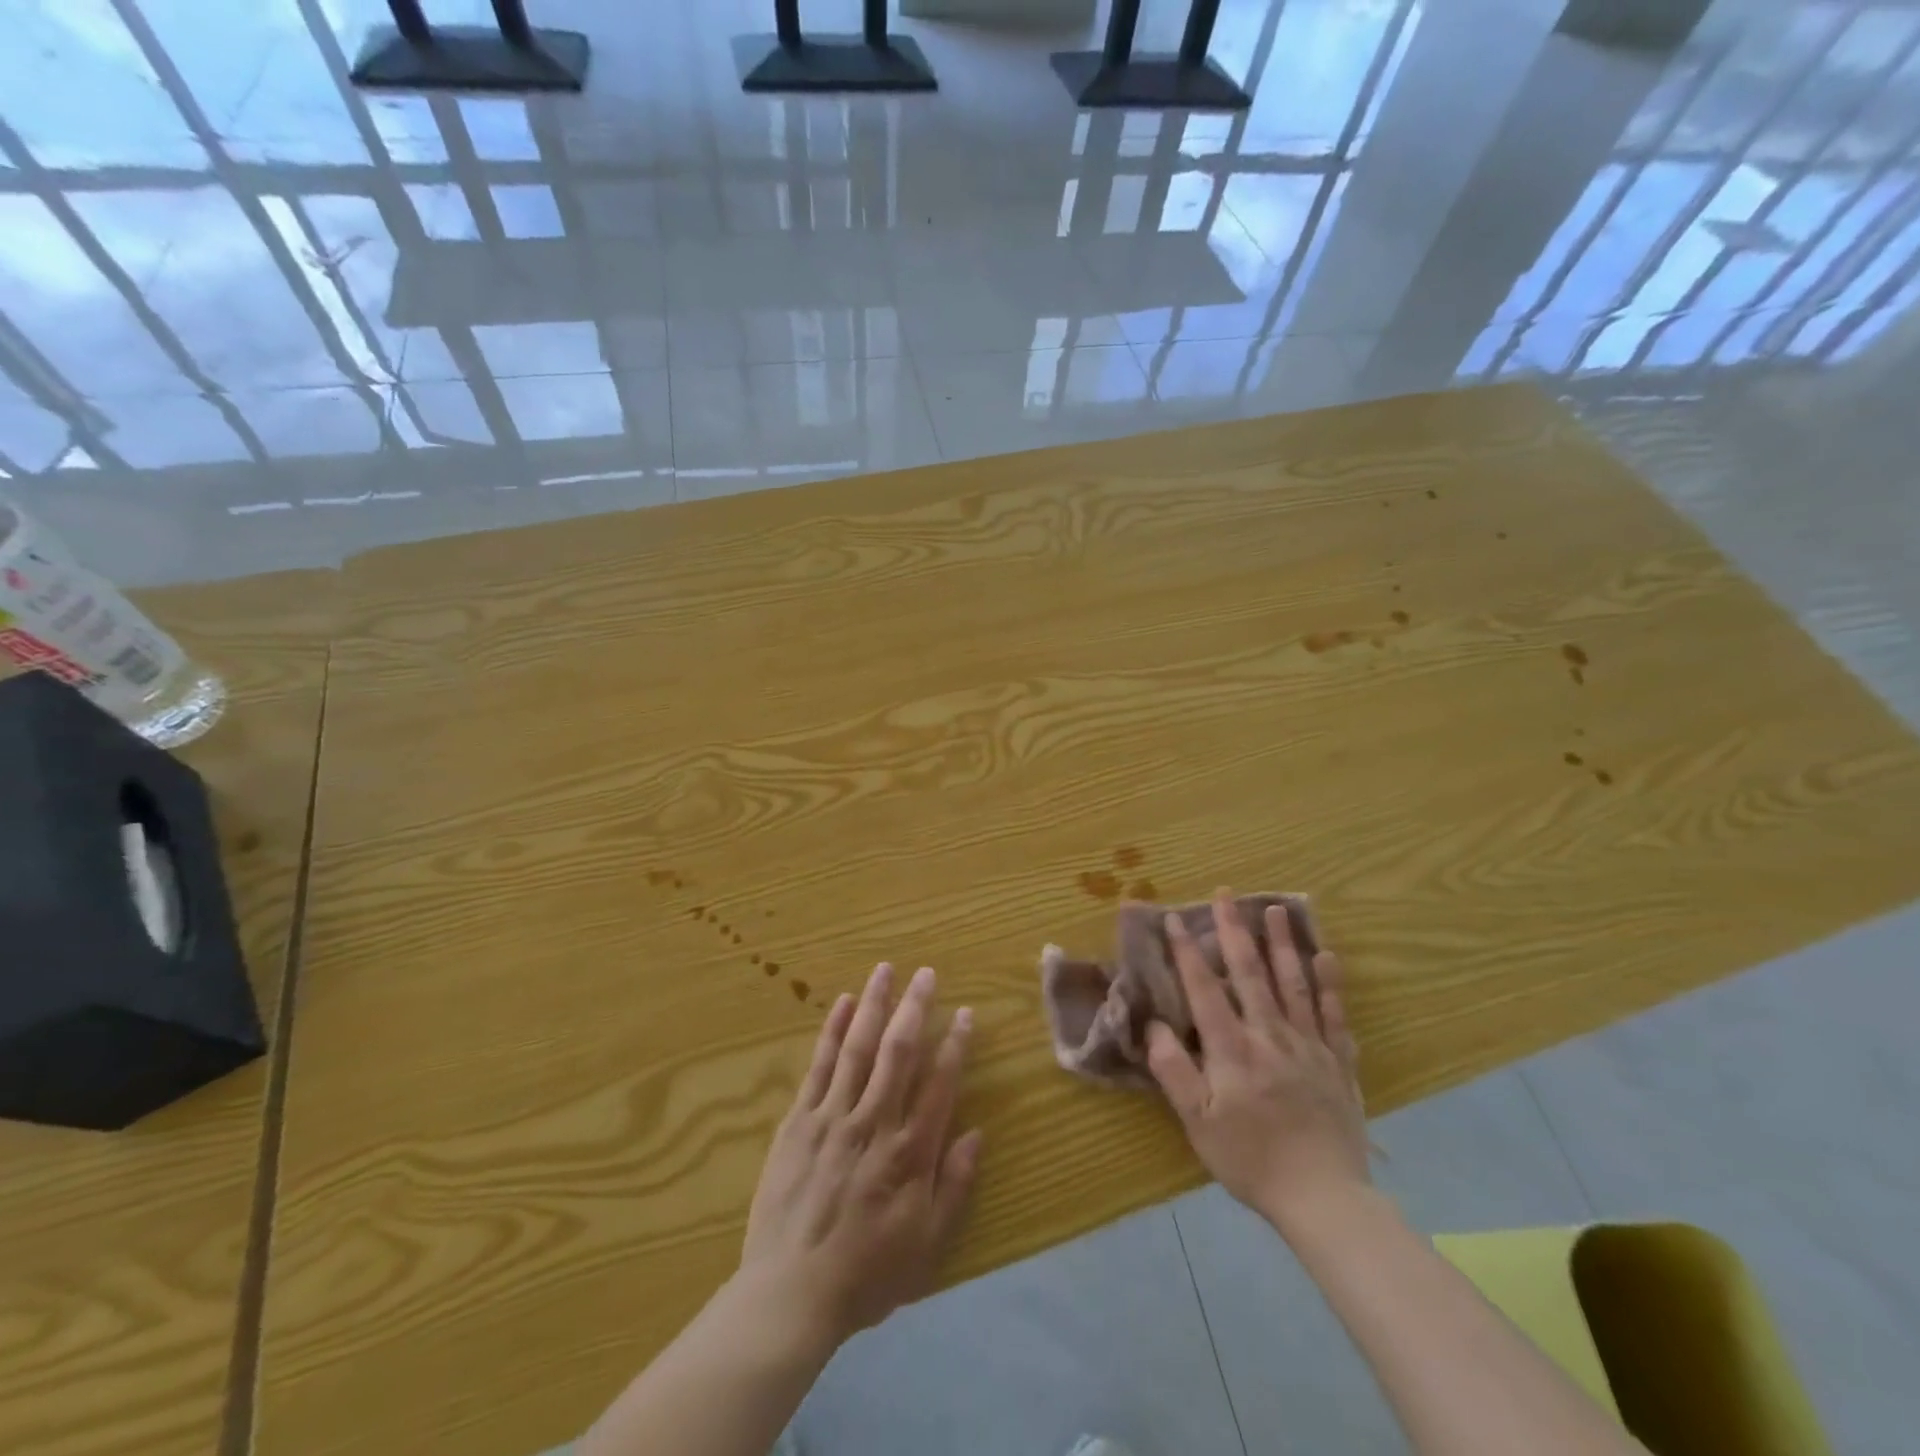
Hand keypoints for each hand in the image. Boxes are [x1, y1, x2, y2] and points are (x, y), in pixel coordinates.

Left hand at [739, 963, 981, 1347]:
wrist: (789, 1294)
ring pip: (858, 1048)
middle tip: (925, 972)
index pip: (939, 1084)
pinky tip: (844, 1004)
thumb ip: (954, 1185)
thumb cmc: (866, 1273)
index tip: (965, 1012)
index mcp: (909, 1152)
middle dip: (914, 1007)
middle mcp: (873, 1122)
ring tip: (885, 970)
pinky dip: (832, 1031)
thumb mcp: (926, 1244)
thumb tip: (978, 1133)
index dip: (955, 1045)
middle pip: (898, 1052)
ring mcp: (832, 1116)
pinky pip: (819, 1066)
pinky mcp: (799, 1120)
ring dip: (874, 1005)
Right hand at [1146, 891, 1368, 1231]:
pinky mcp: (1338, 1063)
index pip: (1205, 989)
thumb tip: (1153, 1026)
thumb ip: (1174, 1071)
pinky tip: (1326, 957)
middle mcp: (1271, 1035)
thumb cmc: (1251, 1160)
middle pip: (1251, 973)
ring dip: (1282, 943)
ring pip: (1294, 984)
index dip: (1188, 951)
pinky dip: (1330, 984)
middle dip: (1234, 930)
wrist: (1324, 1199)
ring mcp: (1309, 1046)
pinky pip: (1335, 1015)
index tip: (1176, 917)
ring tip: (1274, 909)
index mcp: (1233, 1049)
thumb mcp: (1197, 1123)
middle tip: (1226, 894)